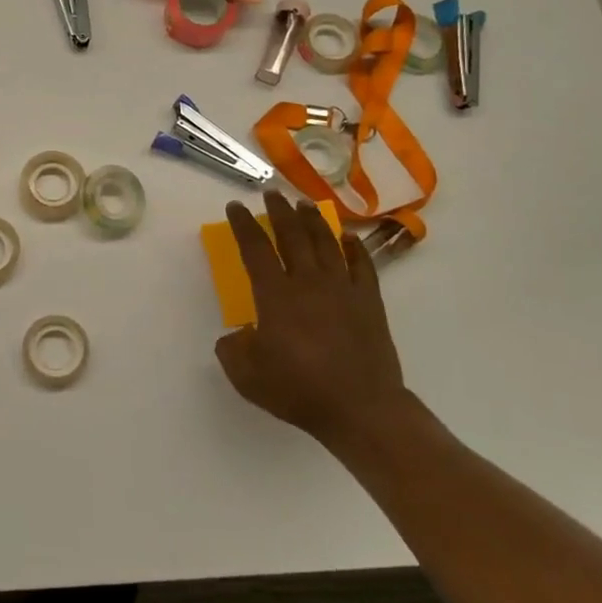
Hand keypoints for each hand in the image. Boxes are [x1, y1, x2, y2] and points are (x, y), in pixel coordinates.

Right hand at [215, 191, 406, 447]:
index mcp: (275, 295)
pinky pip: (361, 264)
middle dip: (279, 212)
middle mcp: (308, 282)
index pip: (255, 249)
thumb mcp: (246, 376)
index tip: (236, 207)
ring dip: (313, 220)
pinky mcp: (369, 302)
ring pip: (326, 243)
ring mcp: (342, 289)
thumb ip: (232, 350)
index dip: (243, 225)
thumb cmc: (298, 390)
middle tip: (271, 194)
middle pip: (292, 236)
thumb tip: (236, 335)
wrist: (360, 408)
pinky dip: (353, 247)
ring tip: (304, 205)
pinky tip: (348, 237)